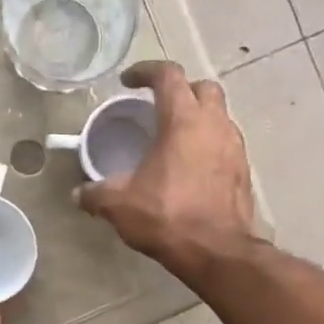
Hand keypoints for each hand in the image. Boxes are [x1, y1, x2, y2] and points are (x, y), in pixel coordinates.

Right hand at [78, 61, 256, 279]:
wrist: (218, 251)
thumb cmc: (168, 217)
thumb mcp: (120, 205)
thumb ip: (96, 194)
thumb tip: (79, 194)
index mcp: (183, 120)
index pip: (168, 76)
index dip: (146, 71)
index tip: (128, 81)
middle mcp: (214, 124)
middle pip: (202, 88)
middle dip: (180, 90)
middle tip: (159, 106)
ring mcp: (234, 147)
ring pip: (219, 115)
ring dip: (198, 117)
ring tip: (174, 138)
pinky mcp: (244, 170)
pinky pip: (226, 143)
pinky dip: (209, 144)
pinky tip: (192, 166)